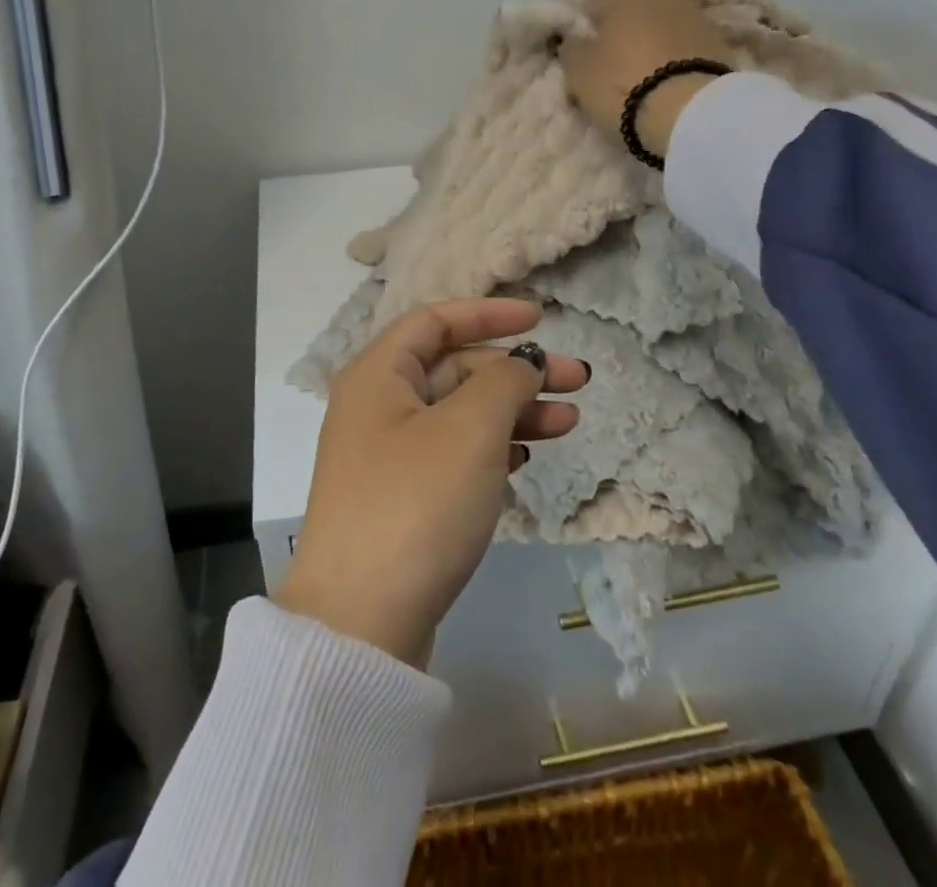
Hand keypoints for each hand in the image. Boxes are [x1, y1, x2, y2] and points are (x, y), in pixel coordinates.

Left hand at [274, 298, 585, 666]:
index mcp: (378, 374)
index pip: (435, 320)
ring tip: (569, 423)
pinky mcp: (403, 498)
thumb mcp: (470, 429)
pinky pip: (454, 453)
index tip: (541, 319)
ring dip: (513, 411)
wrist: (361, 623)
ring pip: (460, 413)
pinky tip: (526, 456)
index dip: (488, 313)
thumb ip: (504, 381)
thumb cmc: (416, 503)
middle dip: (514, 370)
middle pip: (453, 368)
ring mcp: (388, 455)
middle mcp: (377, 406)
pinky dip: (492, 447)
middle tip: (576, 381)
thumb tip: (521, 362)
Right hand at [560, 0, 733, 158]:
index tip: (579, 56)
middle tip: (608, 70)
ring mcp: (695, 17)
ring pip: (659, 30)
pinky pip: (683, 50)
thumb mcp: (578, 70)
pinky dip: (673, 61)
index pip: (591, 4)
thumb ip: (572, 48)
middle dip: (619, 36)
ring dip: (649, 47)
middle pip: (630, 14)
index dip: (582, 31)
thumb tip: (575, 39)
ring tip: (640, 80)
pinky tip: (666, 85)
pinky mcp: (719, 44)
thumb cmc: (622, 85)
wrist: (690, 113)